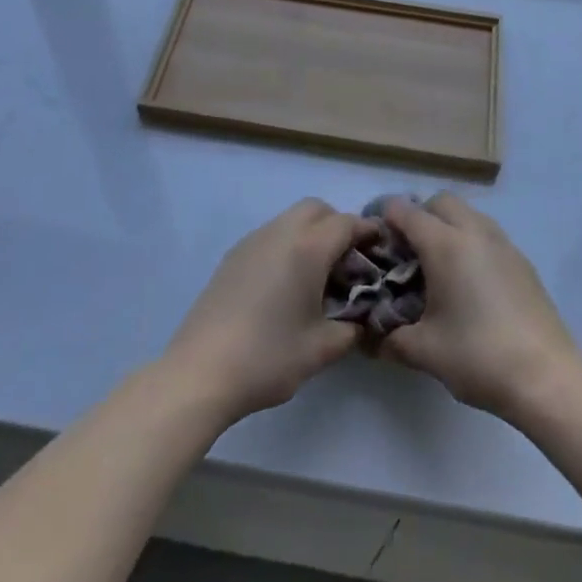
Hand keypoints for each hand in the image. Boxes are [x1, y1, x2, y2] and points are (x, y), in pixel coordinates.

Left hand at [162, 199, 377, 426]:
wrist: (200, 372)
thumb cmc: (268, 357)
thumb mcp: (321, 350)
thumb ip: (351, 330)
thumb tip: (361, 321)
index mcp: (307, 248)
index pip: (346, 223)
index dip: (367, 231)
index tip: (380, 247)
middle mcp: (280, 233)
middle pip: (317, 209)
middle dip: (337, 225)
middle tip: (347, 261)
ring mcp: (253, 241)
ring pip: (291, 219)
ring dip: (310, 233)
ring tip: (317, 275)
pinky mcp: (233, 256)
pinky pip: (270, 235)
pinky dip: (287, 244)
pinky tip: (285, 284)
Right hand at [375, 194, 581, 420]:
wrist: (546, 376)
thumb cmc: (478, 356)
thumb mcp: (424, 351)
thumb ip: (391, 339)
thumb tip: (371, 340)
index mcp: (445, 244)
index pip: (406, 211)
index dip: (385, 220)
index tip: (375, 242)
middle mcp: (474, 232)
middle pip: (440, 202)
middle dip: (420, 216)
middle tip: (408, 253)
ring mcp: (503, 243)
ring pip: (468, 214)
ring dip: (448, 227)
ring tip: (439, 267)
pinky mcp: (522, 260)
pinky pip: (487, 234)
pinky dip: (471, 243)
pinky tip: (470, 283)